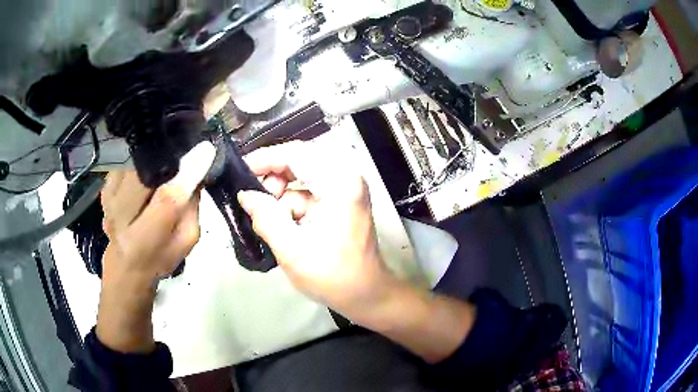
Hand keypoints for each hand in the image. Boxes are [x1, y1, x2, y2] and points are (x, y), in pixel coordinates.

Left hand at [96, 141, 215, 352]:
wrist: (126, 264)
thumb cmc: (160, 257)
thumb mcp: (186, 242)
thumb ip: (192, 209)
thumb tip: (196, 171)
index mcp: (145, 240)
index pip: (167, 200)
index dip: (187, 174)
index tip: (206, 150)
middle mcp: (120, 219)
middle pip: (143, 175)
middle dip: (166, 158)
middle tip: (185, 148)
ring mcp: (108, 201)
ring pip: (132, 164)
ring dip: (152, 155)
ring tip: (168, 155)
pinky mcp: (104, 189)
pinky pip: (123, 163)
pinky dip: (139, 158)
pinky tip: (149, 164)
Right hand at [237, 141, 398, 323]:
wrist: (365, 294)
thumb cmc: (332, 276)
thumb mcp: (291, 249)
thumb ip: (265, 217)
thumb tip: (245, 195)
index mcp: (340, 182)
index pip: (296, 154)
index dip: (265, 159)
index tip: (241, 171)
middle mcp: (347, 176)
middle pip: (300, 160)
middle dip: (274, 178)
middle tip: (255, 201)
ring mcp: (346, 186)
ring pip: (302, 175)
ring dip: (282, 194)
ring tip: (270, 219)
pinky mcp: (342, 198)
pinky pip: (309, 189)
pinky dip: (292, 202)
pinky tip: (284, 222)